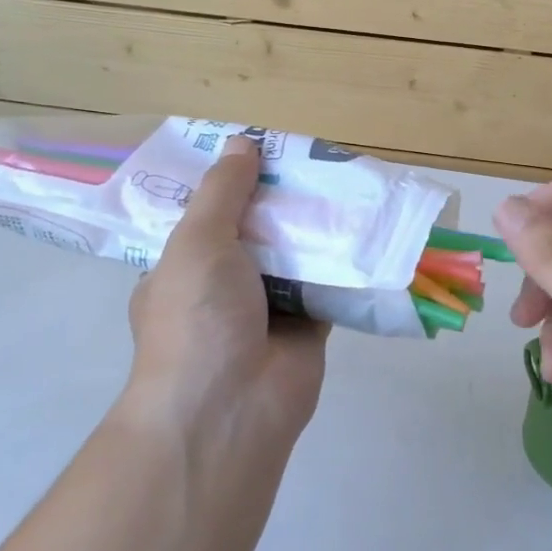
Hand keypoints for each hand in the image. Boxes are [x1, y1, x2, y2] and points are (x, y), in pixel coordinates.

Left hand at [124, 137, 328, 449]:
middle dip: (283, 202)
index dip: (235, 183)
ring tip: (349, 183)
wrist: (229, 408)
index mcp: (185, 267)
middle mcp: (223, 287)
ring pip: (297, 257)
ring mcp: (266, 310)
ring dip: (317, 229)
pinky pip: (328, 285)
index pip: (209, 215)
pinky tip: (367, 229)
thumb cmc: (197, 318)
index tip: (265, 151)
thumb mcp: (197, 242)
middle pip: (258, 232)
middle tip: (318, 161)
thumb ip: (222, 192)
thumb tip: (241, 142)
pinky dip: (345, 263)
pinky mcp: (308, 328)